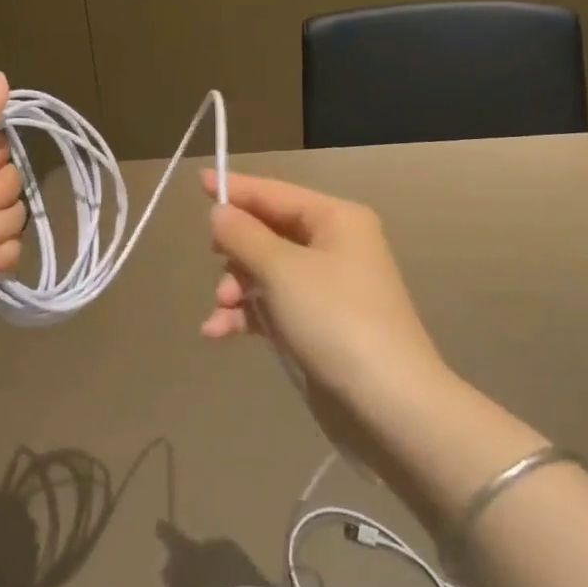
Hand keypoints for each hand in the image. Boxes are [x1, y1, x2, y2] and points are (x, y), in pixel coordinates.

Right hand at [200, 170, 445, 420]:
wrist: (388, 403)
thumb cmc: (334, 319)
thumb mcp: (281, 270)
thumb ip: (244, 235)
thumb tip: (220, 213)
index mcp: (335, 220)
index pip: (275, 193)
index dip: (236, 189)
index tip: (199, 183)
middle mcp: (334, 246)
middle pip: (268, 233)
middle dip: (236, 251)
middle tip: (217, 264)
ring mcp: (327, 288)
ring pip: (266, 273)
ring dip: (237, 288)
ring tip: (220, 310)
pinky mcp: (319, 325)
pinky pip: (273, 306)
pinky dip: (247, 315)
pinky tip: (217, 333)